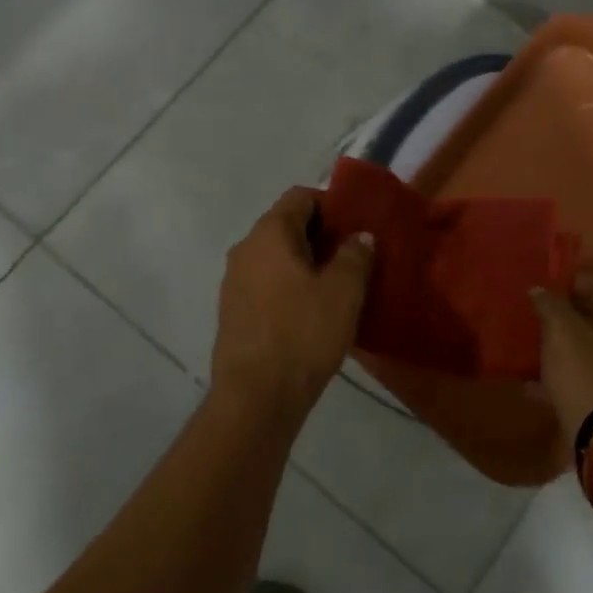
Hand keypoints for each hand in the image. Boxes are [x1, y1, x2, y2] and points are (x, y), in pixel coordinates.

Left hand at [212, 186, 373, 423]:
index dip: (330, 204)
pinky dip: (288, 285)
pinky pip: (265, 282)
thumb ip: (355, 256)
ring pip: (275, 256)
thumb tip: (360, 235)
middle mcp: (245, 248)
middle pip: (285, 225)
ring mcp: (234, 280)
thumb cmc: (302, 334)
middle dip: (321, 235)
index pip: (300, 197)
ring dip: (305, 262)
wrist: (255, 395)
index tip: (356, 225)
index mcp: (269, 233)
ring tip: (337, 285)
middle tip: (354, 256)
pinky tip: (311, 311)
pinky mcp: (233, 310)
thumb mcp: (343, 293)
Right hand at [531, 271, 592, 441]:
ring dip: (568, 348)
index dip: (569, 282)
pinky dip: (570, 376)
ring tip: (535, 350)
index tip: (542, 290)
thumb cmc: (589, 376)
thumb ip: (549, 304)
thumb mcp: (561, 333)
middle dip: (567, 317)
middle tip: (536, 319)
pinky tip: (538, 385)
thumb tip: (540, 290)